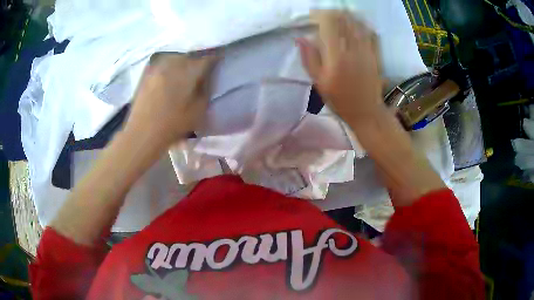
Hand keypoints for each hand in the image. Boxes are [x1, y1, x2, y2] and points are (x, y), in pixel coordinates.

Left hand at [124, 52, 216, 149]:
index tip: (218, 62)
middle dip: (197, 60)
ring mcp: (159, 66)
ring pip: (176, 57)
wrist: (143, 132)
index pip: (208, 58)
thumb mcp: (199, 110)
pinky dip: (169, 66)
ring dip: (183, 62)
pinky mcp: (147, 72)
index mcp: (190, 70)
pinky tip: (169, 76)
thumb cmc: (173, 124)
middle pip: (191, 55)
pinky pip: (163, 63)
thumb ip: (206, 90)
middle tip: (200, 69)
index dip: (215, 60)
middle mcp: (174, 62)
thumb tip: (206, 77)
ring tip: (184, 71)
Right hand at [297, 11, 383, 122]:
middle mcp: (352, 49)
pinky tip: (356, 24)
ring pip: (357, 23)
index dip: (319, 15)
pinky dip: (362, 25)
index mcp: (335, 56)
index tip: (313, 16)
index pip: (328, 23)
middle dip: (333, 13)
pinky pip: (370, 33)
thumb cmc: (339, 99)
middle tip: (325, 15)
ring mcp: (366, 50)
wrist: (366, 111)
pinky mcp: (376, 54)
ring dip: (347, 16)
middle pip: (343, 20)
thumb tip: (300, 38)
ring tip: (339, 16)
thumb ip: (309, 58)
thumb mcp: (319, 82)